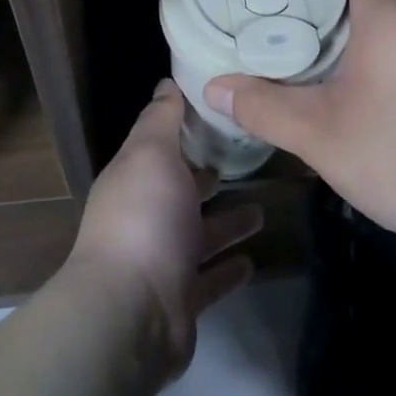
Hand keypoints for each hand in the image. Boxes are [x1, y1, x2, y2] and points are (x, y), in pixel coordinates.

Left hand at [67, 79, 263, 379]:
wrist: (132, 313)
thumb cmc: (145, 219)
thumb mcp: (151, 155)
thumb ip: (161, 119)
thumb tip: (167, 83)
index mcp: (134, 180)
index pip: (160, 146)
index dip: (186, 129)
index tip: (223, 113)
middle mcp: (144, 218)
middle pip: (180, 192)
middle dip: (207, 178)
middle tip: (246, 162)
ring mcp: (162, 262)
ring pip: (199, 236)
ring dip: (226, 224)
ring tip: (263, 210)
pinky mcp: (182, 300)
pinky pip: (210, 279)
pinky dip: (228, 269)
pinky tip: (253, 260)